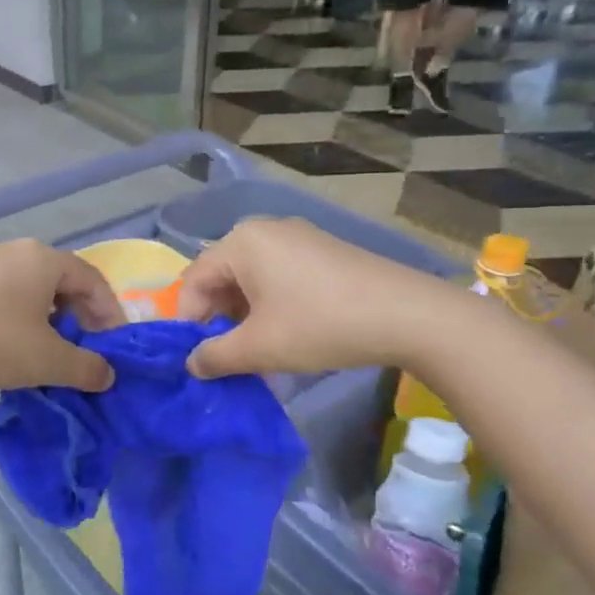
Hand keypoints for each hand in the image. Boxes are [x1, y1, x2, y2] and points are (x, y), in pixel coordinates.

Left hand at [0, 240, 124, 393]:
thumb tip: (107, 374)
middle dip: (81, 319)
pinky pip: (7, 296)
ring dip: (52, 321)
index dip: (110, 314)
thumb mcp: (47, 361)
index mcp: (43, 259)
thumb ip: (86, 367)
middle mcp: (16, 251)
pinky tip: (15, 348)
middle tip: (86, 352)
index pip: (92, 280)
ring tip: (52, 354)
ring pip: (34, 291)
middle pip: (63, 282)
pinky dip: (23, 320)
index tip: (115, 347)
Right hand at [175, 219, 450, 378]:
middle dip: (215, 316)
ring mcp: (297, 237)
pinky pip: (277, 273)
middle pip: (220, 274)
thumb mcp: (259, 348)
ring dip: (242, 313)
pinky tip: (283, 330)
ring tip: (253, 348)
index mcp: (241, 242)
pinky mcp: (321, 251)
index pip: (193, 280)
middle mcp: (264, 230)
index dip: (187, 320)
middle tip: (223, 354)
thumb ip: (215, 356)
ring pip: (250, 276)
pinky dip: (268, 302)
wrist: (407, 315)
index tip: (195, 356)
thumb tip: (192, 364)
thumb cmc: (320, 325)